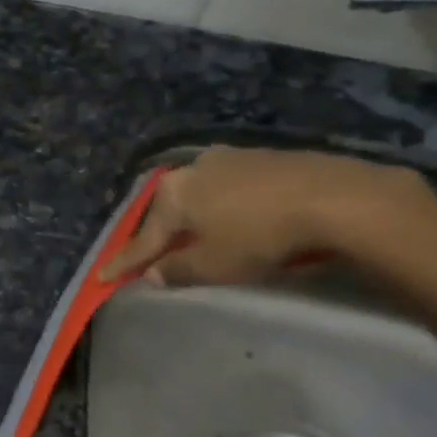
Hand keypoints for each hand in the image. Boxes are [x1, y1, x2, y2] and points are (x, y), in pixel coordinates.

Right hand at [101, 148, 436, 286]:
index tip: (102, 278)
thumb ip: (178, 270)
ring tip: (190, 238)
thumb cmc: (261, 236)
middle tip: (149, 257)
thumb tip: (152, 274)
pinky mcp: (264, 158)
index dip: (124, 262)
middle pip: (169, 211)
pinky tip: (230, 218)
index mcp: (175, 193)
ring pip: (199, 195)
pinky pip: (227, 188)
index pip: (144, 237)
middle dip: (159, 235)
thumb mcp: (215, 264)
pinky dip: (220, 207)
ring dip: (192, 219)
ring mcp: (230, 158)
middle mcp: (195, 168)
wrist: (334, 197)